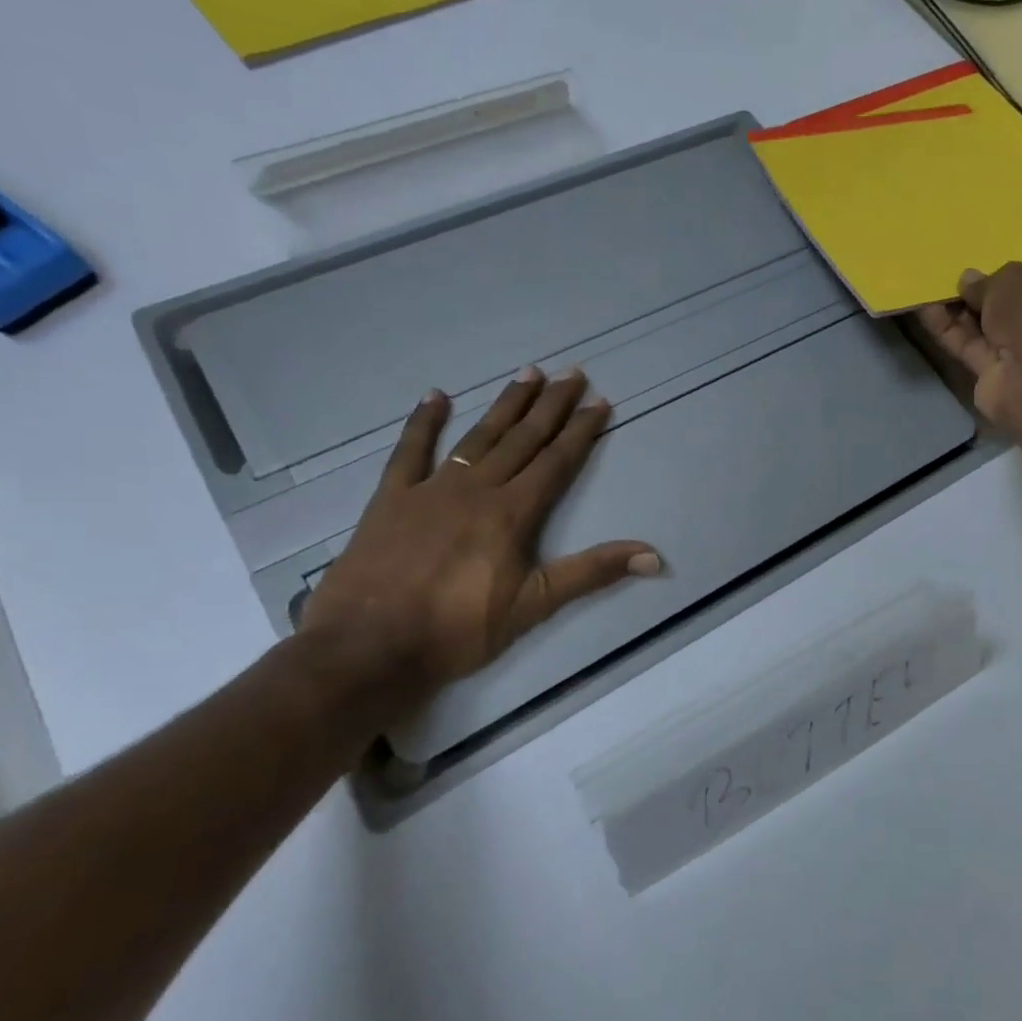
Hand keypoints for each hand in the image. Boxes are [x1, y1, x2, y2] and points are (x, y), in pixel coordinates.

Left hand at [298, 368, 659, 709]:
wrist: (368, 647)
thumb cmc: (457, 630)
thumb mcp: (534, 605)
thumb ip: (592, 573)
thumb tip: (653, 555)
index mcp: (511, 513)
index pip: (556, 462)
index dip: (580, 431)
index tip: (599, 401)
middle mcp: (476, 489)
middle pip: (521, 439)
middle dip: (550, 406)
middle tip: (571, 373)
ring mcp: (430, 489)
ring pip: (477, 437)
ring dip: (505, 405)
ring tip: (527, 373)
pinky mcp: (391, 499)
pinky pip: (409, 451)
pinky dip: (423, 423)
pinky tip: (436, 396)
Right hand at [918, 264, 1021, 427]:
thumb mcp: (1013, 279)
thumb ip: (987, 280)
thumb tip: (968, 281)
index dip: (1013, 272)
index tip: (986, 263)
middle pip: (1009, 305)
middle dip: (981, 292)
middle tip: (952, 275)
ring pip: (985, 327)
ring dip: (958, 310)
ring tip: (930, 287)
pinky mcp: (994, 376)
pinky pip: (968, 346)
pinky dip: (947, 330)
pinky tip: (925, 309)